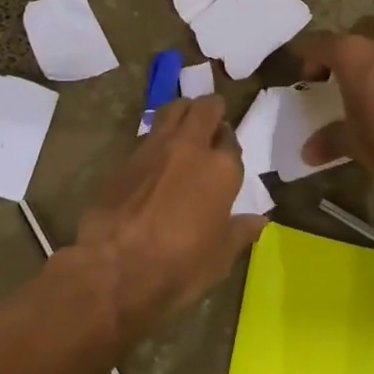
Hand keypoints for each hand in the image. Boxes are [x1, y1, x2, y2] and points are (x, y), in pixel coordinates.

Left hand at [74, 96, 264, 341]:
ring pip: (174, 109)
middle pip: (205, 108)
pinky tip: (156, 155)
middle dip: (211, 109)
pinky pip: (149, 133)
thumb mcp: (219, 258)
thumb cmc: (178, 266)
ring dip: (183, 112)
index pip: (231, 141)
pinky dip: (158, 135)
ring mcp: (155, 147)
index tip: (227, 153)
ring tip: (185, 127)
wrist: (114, 265)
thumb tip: (259, 220)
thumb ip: (239, 232)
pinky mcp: (126, 156)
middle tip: (211, 122)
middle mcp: (190, 147)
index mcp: (221, 169)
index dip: (230, 145)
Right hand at [294, 17, 373, 185]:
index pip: (317, 42)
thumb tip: (308, 152)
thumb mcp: (351, 141)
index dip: (304, 54)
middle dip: (342, 49)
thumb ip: (328, 139)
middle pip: (354, 32)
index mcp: (350, 52)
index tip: (300, 71)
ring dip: (370, 57)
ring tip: (362, 85)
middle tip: (335, 75)